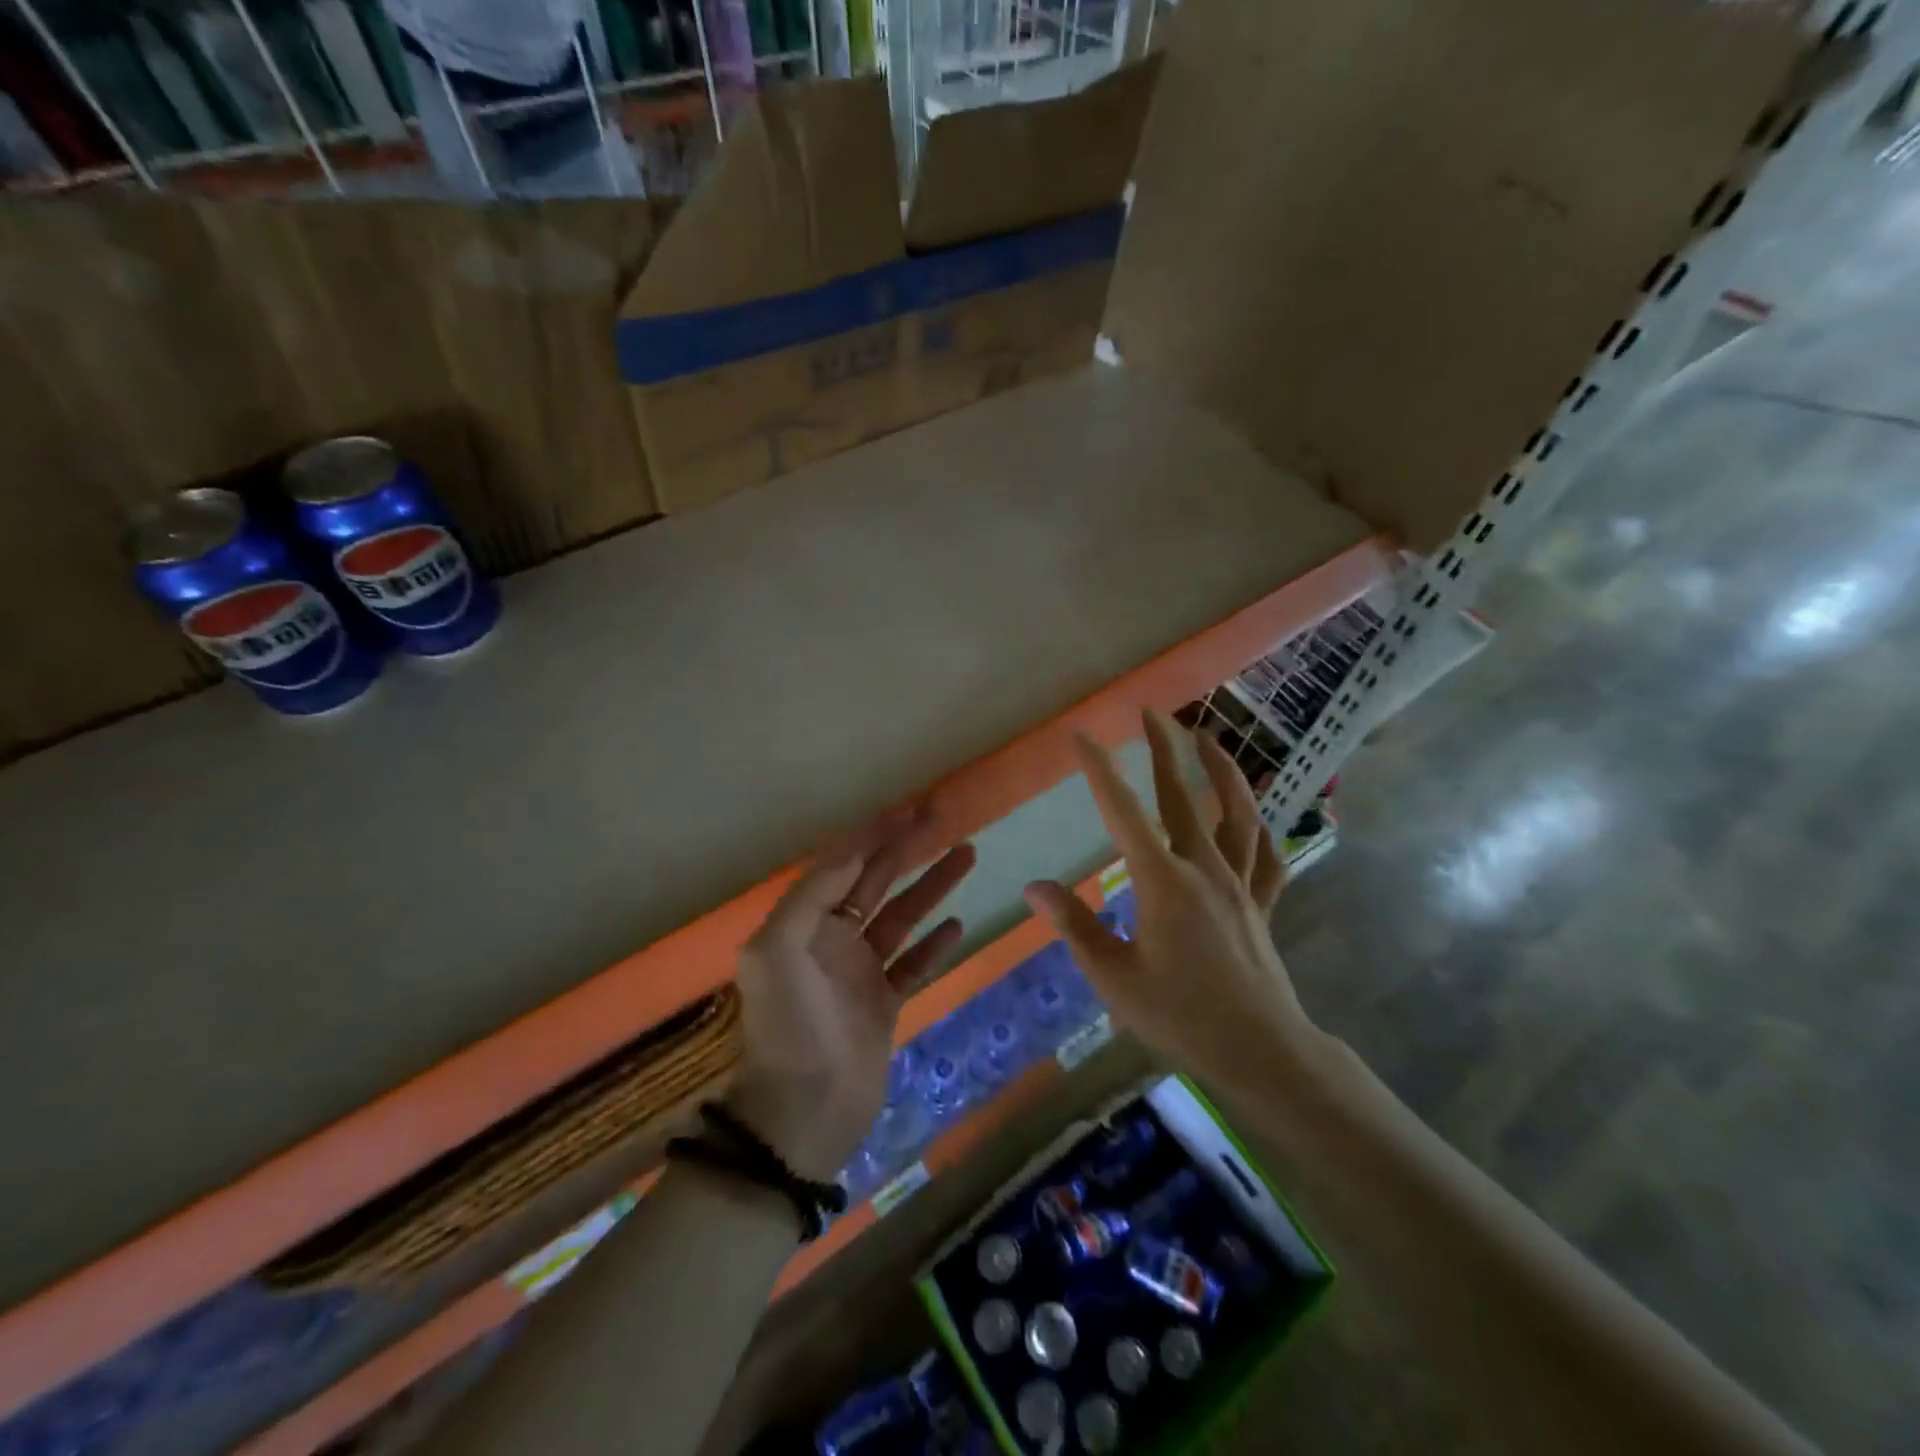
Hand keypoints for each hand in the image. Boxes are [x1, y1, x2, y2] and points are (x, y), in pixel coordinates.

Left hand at [727, 809, 975, 1181]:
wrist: (803, 1112)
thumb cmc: (788, 1027)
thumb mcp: (778, 951)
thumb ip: (811, 896)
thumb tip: (851, 854)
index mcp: (802, 925)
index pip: (842, 866)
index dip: (872, 836)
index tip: (907, 812)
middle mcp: (830, 941)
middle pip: (875, 883)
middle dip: (906, 850)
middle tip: (943, 820)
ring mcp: (859, 973)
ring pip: (902, 918)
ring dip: (931, 886)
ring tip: (967, 855)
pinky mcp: (883, 1005)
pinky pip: (913, 964)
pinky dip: (934, 944)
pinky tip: (957, 923)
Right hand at [1024, 710, 1314, 1097]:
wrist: (1261, 1051)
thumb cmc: (1181, 1016)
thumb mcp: (1114, 977)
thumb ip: (1074, 926)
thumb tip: (1036, 887)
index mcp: (1161, 882)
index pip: (1124, 812)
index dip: (1101, 770)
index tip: (1083, 736)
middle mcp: (1203, 869)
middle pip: (1181, 798)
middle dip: (1164, 750)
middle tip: (1150, 713)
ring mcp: (1239, 883)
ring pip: (1236, 814)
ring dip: (1222, 771)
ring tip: (1208, 739)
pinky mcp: (1262, 903)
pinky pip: (1265, 856)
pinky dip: (1259, 827)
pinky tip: (1252, 812)